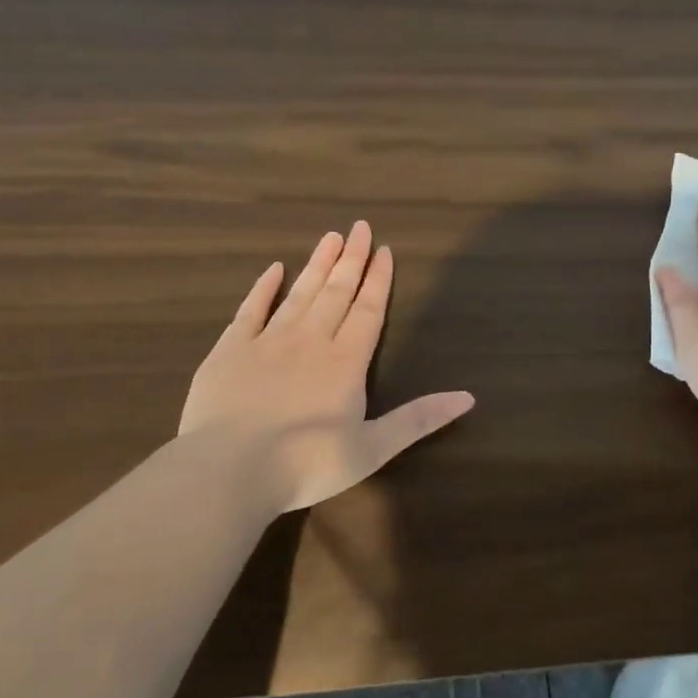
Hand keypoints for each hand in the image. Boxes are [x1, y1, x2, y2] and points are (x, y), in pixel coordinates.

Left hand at [178, 221, 473, 511]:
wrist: (228, 470)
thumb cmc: (307, 464)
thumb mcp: (373, 448)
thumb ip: (419, 419)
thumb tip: (468, 397)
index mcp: (345, 362)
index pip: (368, 311)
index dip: (378, 280)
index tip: (385, 250)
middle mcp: (310, 340)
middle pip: (336, 292)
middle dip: (351, 260)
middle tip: (360, 227)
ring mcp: (267, 342)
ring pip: (299, 293)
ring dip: (317, 264)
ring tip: (330, 236)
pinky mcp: (229, 350)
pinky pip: (250, 310)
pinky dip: (263, 288)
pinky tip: (274, 269)